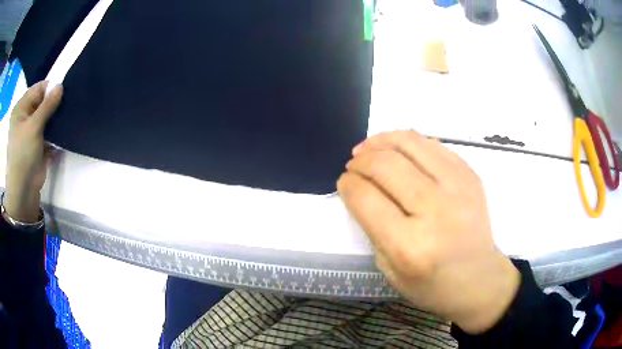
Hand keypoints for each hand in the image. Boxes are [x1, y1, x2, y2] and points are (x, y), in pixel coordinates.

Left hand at [5, 81, 62, 222]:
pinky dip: (56, 132)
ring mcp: (31, 131)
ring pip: (47, 117)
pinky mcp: (38, 144)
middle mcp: (25, 117)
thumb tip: (60, 86)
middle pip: (42, 102)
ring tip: (68, 117)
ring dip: (56, 118)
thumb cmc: (23, 156)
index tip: (64, 93)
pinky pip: (48, 132)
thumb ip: (47, 105)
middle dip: (54, 104)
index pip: (38, 89)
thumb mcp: (34, 127)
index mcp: (21, 108)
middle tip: (68, 105)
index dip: (50, 89)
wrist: (23, 192)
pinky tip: (64, 132)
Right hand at [337, 130, 519, 333]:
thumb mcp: (389, 270)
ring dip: (381, 140)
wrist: (479, 278)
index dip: (348, 184)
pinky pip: (433, 145)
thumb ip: (372, 228)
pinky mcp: (471, 176)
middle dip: (361, 160)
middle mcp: (436, 211)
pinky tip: (398, 150)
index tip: (344, 181)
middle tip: (354, 164)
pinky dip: (408, 142)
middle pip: (386, 165)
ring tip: (369, 147)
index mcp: (409, 246)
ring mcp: (458, 188)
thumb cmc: (432, 284)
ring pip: (410, 143)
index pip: (366, 198)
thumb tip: (361, 188)